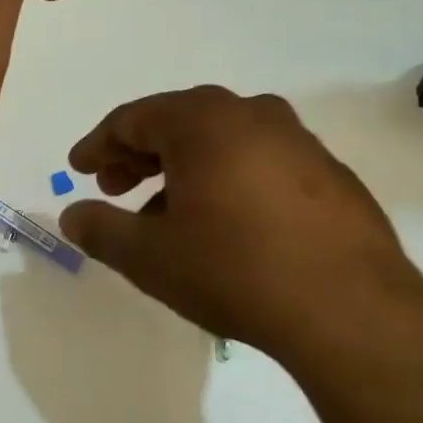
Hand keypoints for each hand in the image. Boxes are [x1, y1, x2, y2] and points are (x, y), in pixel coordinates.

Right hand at [59, 87, 422, 364]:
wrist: (350, 309)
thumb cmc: (234, 270)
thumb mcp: (150, 257)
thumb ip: (101, 230)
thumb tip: (72, 215)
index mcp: (203, 121)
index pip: (133, 119)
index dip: (99, 145)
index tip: (79, 169)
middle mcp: (251, 113)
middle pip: (178, 122)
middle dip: (139, 154)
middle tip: (115, 188)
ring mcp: (297, 140)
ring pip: (222, 140)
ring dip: (184, 168)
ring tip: (167, 212)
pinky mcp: (329, 172)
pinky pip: (260, 161)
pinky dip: (229, 178)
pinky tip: (226, 222)